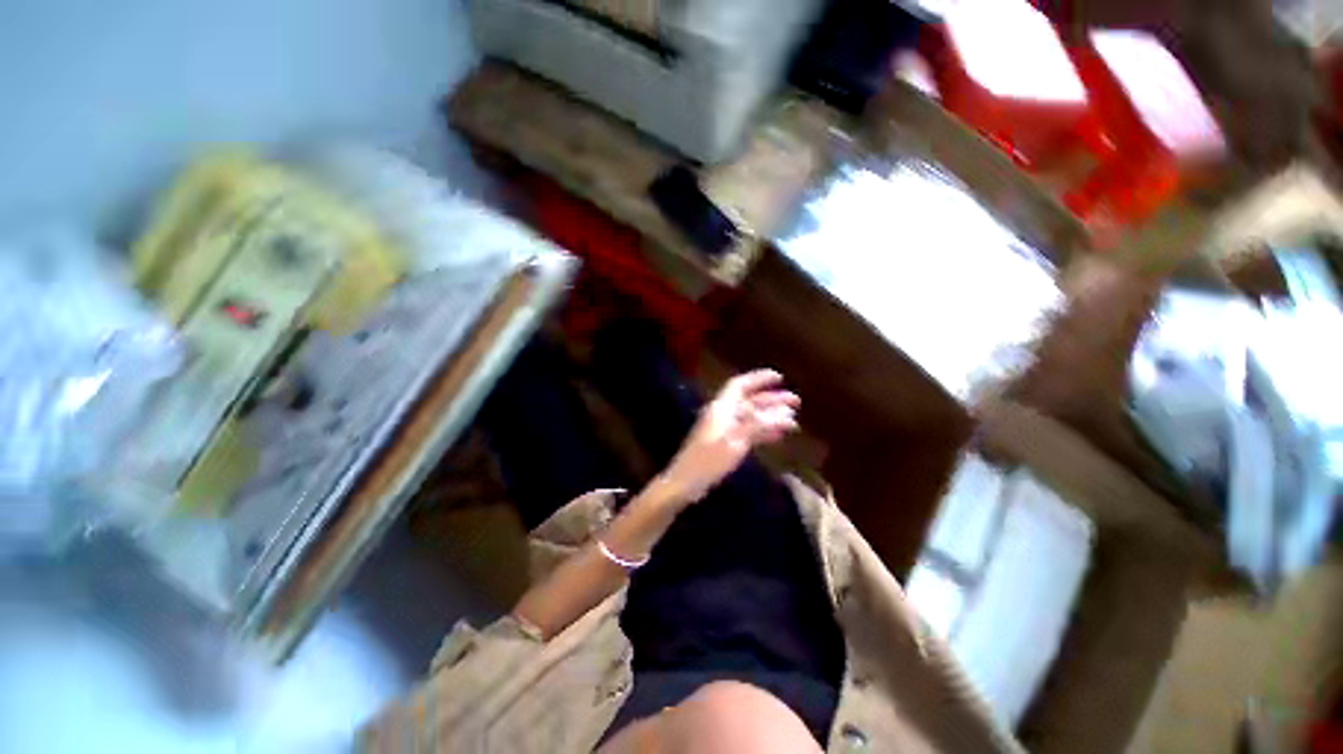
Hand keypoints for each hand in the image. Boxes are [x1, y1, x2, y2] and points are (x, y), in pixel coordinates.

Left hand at [658, 370, 798, 504]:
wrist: (685, 482)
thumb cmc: (708, 460)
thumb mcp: (735, 441)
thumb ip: (759, 425)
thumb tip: (783, 414)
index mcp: (721, 408)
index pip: (740, 385)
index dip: (759, 379)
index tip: (780, 378)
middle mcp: (723, 414)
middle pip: (749, 401)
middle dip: (772, 399)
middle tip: (796, 402)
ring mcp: (724, 429)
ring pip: (751, 417)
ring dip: (771, 416)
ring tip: (794, 420)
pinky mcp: (725, 444)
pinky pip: (748, 432)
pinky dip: (763, 431)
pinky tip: (778, 435)